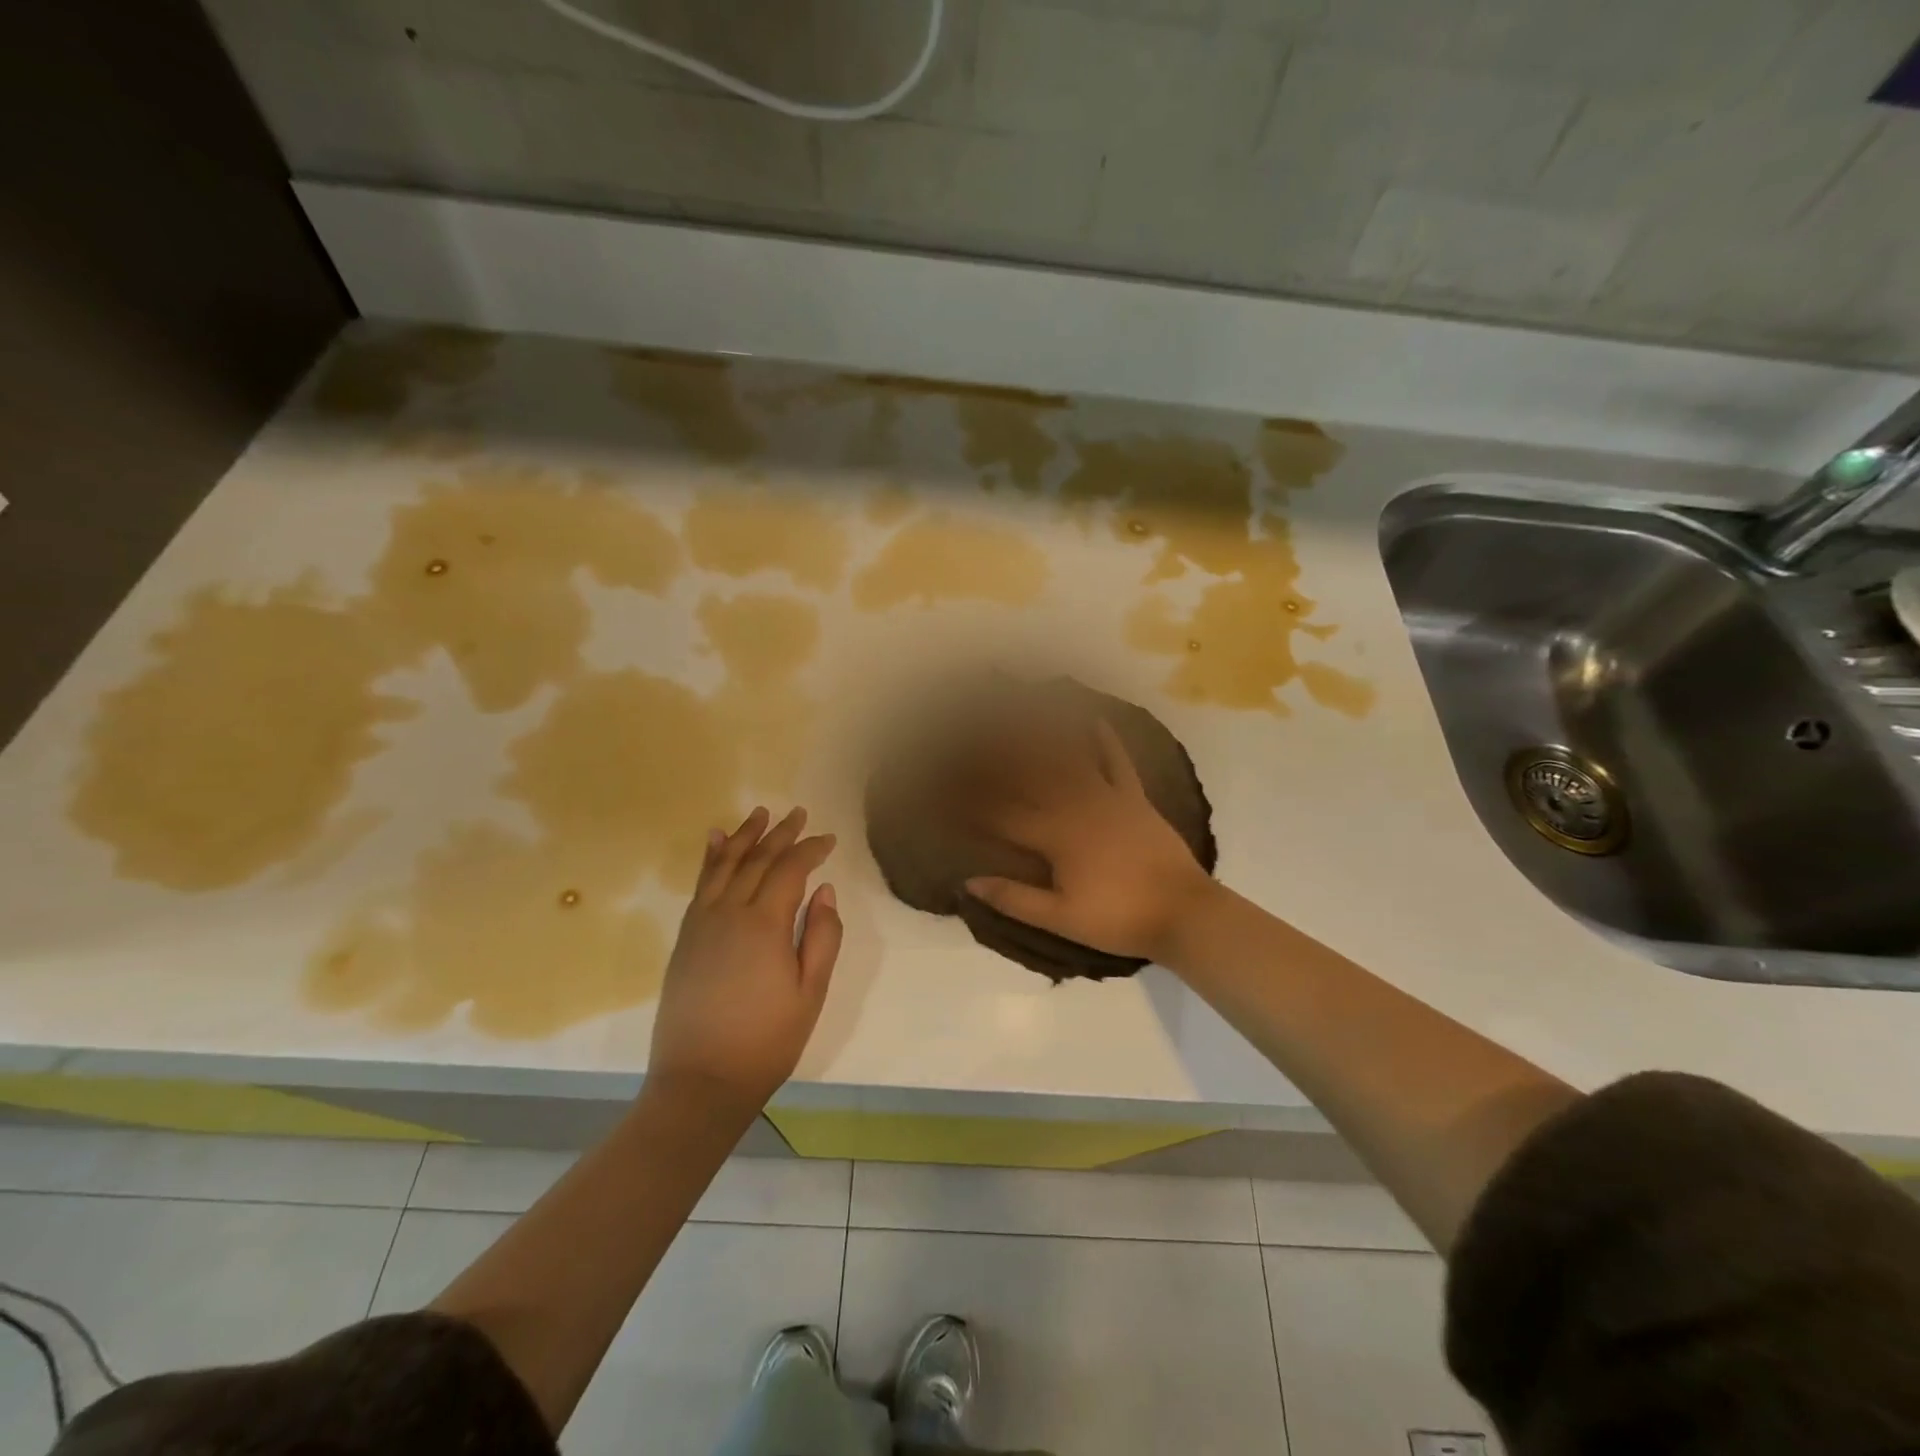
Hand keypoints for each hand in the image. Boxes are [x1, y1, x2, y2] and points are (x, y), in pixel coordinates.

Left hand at [648, 806, 841, 1114]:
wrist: (700, 1082)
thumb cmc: (767, 1041)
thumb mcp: (810, 992)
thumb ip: (822, 936)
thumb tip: (825, 890)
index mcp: (764, 924)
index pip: (790, 870)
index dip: (811, 850)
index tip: (829, 839)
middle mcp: (729, 912)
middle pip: (757, 860)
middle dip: (780, 834)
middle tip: (798, 812)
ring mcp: (701, 923)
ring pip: (724, 865)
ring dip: (744, 836)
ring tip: (759, 813)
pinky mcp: (685, 938)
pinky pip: (700, 885)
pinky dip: (710, 858)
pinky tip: (714, 841)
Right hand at [965, 719, 1219, 964]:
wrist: (1182, 912)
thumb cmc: (1118, 918)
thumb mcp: (1061, 918)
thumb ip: (1014, 898)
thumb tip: (967, 882)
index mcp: (1055, 836)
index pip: (1003, 815)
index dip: (972, 802)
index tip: (946, 788)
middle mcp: (1076, 806)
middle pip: (1031, 777)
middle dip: (1000, 757)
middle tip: (975, 733)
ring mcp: (1108, 797)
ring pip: (1069, 761)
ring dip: (1044, 737)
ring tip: (1022, 713)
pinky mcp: (1135, 798)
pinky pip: (1118, 762)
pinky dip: (1106, 740)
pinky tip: (1094, 719)